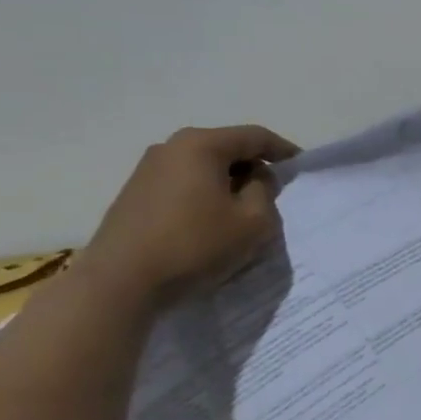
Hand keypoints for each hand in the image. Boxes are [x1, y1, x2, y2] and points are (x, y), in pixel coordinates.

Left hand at [78, 124, 298, 305]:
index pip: (255, 136)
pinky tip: (209, 222)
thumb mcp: (253, 222)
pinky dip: (204, 195)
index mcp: (202, 145)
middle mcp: (172, 147)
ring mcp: (147, 170)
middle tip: (273, 192)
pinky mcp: (134, 194)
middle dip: (253, 167)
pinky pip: (183, 184)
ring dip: (227, 183)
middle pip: (226, 148)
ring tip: (242, 210)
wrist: (120, 282)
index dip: (283, 150)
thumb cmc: (195, 245)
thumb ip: (265, 192)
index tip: (300, 166)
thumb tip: (255, 178)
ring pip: (203, 167)